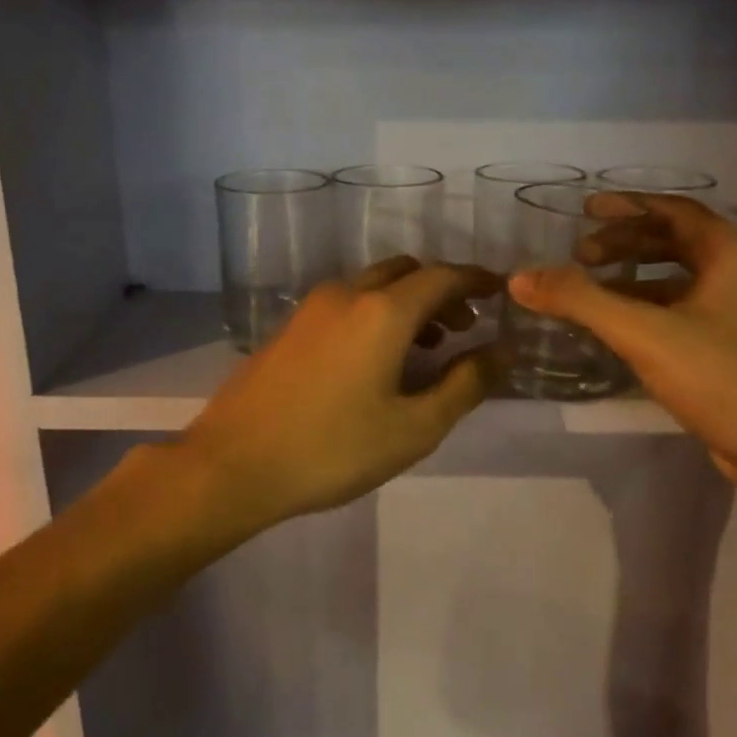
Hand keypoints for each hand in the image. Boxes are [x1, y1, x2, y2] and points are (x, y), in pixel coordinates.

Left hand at [182, 258, 499, 527]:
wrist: (234, 463)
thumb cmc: (332, 449)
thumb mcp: (414, 428)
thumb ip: (465, 385)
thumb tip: (503, 352)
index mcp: (382, 311)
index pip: (443, 276)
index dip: (477, 280)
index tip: (501, 292)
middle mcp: (347, 293)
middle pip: (407, 272)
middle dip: (442, 290)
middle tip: (466, 326)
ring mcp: (312, 307)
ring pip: (374, 285)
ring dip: (409, 302)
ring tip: (429, 347)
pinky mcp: (290, 327)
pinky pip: (347, 303)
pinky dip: (377, 313)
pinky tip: (379, 359)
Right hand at [508, 194, 736, 502]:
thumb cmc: (725, 379)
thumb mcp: (645, 334)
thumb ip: (580, 301)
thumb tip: (519, 277)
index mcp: (733, 254)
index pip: (674, 210)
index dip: (627, 206)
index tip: (585, 210)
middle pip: (677, 242)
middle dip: (627, 242)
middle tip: (582, 254)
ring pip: (681, 280)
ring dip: (635, 278)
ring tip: (592, 289)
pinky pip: (685, 312)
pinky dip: (650, 309)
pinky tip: (620, 328)